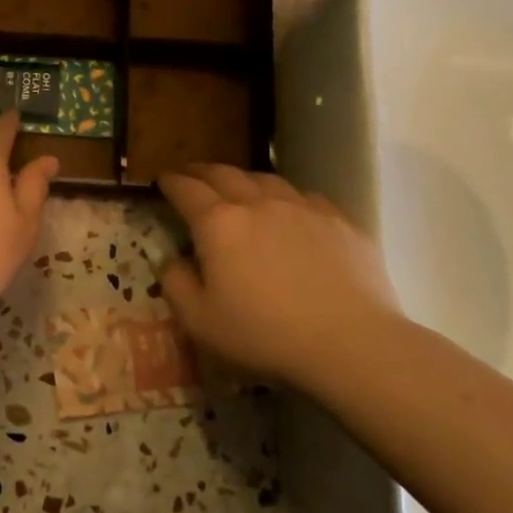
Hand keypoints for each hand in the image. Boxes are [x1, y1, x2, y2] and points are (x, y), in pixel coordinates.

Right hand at [157, 164, 404, 389]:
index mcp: (218, 223)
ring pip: (265, 179)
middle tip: (191, 174)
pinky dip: (285, 197)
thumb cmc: (264, 334)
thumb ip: (176, 284)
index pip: (186, 189)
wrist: (350, 342)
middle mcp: (257, 202)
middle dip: (201, 171)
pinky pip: (304, 196)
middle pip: (223, 173)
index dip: (170, 181)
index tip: (162, 179)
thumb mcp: (200, 320)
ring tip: (237, 187)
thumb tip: (172, 260)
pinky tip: (288, 211)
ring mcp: (302, 207)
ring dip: (243, 179)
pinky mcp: (338, 220)